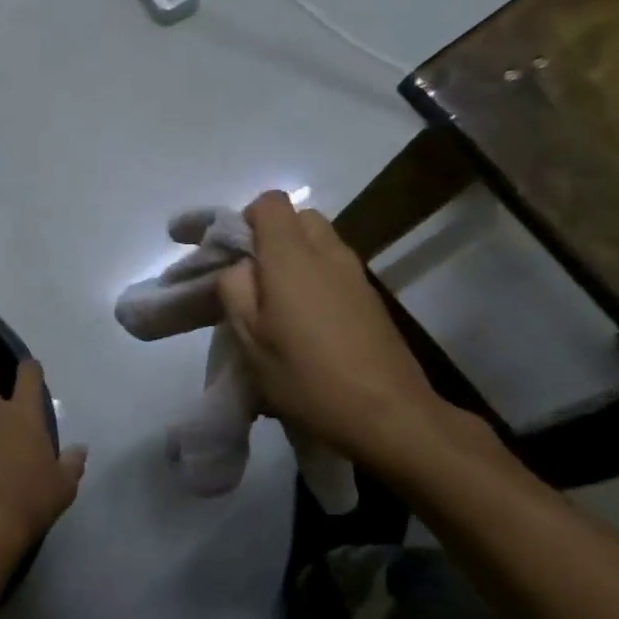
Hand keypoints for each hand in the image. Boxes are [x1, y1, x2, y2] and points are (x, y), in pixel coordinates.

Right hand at [218, 191, 471, 470]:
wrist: (389, 416)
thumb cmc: (308, 377)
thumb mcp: (250, 339)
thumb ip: (235, 290)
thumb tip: (240, 268)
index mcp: (292, 256)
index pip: (269, 203)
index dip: (244, 221)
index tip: (229, 256)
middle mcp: (328, 252)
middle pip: (298, 218)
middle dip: (270, 238)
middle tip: (251, 281)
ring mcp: (356, 274)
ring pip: (319, 244)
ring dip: (294, 260)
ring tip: (277, 306)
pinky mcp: (372, 298)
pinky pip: (335, 270)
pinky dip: (316, 280)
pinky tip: (306, 325)